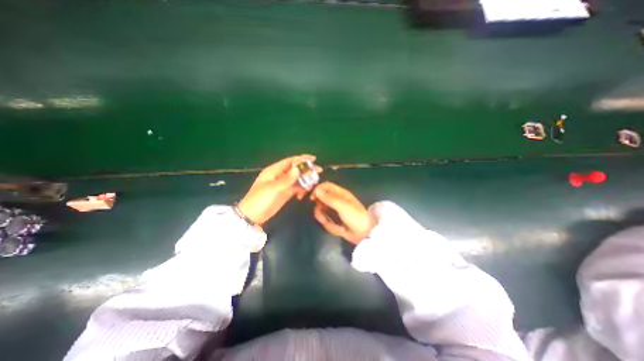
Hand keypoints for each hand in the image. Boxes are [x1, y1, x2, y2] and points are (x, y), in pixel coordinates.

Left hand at [237, 154, 320, 224]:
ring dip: (305, 181)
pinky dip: (301, 189)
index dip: (302, 159)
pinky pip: (296, 188)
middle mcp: (280, 175)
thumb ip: (286, 180)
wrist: (252, 216)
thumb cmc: (259, 200)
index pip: (290, 161)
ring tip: (311, 186)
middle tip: (318, 172)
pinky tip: (302, 194)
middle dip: (307, 170)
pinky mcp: (285, 193)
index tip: (314, 159)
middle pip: (296, 170)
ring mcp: (283, 184)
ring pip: (298, 179)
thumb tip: (297, 169)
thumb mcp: (272, 189)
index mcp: (274, 171)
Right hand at [312, 181, 378, 244]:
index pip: (326, 186)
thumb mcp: (343, 206)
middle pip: (321, 199)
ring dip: (324, 218)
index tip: (312, 198)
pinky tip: (338, 229)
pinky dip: (330, 226)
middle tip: (321, 213)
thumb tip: (317, 190)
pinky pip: (326, 221)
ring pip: (322, 211)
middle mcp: (336, 201)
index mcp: (340, 194)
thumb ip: (329, 198)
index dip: (318, 190)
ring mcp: (335, 211)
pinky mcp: (334, 221)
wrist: (365, 234)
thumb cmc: (356, 217)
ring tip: (330, 223)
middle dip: (319, 207)